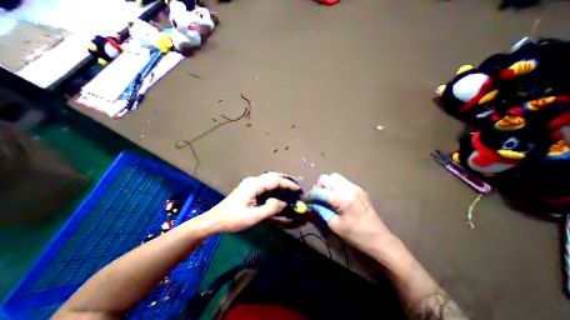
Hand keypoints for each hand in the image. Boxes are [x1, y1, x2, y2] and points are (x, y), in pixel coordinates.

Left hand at [203, 173, 300, 232]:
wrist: (215, 219)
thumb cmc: (233, 219)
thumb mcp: (253, 217)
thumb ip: (270, 208)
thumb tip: (284, 203)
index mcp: (253, 185)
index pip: (275, 180)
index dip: (288, 184)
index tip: (298, 189)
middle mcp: (253, 180)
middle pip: (273, 176)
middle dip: (285, 181)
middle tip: (295, 189)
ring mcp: (250, 182)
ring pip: (269, 178)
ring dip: (280, 182)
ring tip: (290, 190)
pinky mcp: (249, 187)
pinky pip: (265, 182)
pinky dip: (274, 185)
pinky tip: (278, 191)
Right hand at [305, 172, 397, 254]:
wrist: (380, 240)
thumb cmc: (356, 235)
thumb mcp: (334, 225)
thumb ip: (321, 210)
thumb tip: (312, 203)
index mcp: (343, 198)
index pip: (320, 191)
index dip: (311, 195)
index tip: (306, 200)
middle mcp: (349, 188)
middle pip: (328, 177)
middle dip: (320, 186)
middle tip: (319, 198)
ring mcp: (356, 187)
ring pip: (335, 178)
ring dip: (328, 185)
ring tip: (328, 197)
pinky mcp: (360, 190)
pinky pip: (343, 182)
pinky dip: (336, 187)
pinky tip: (338, 198)